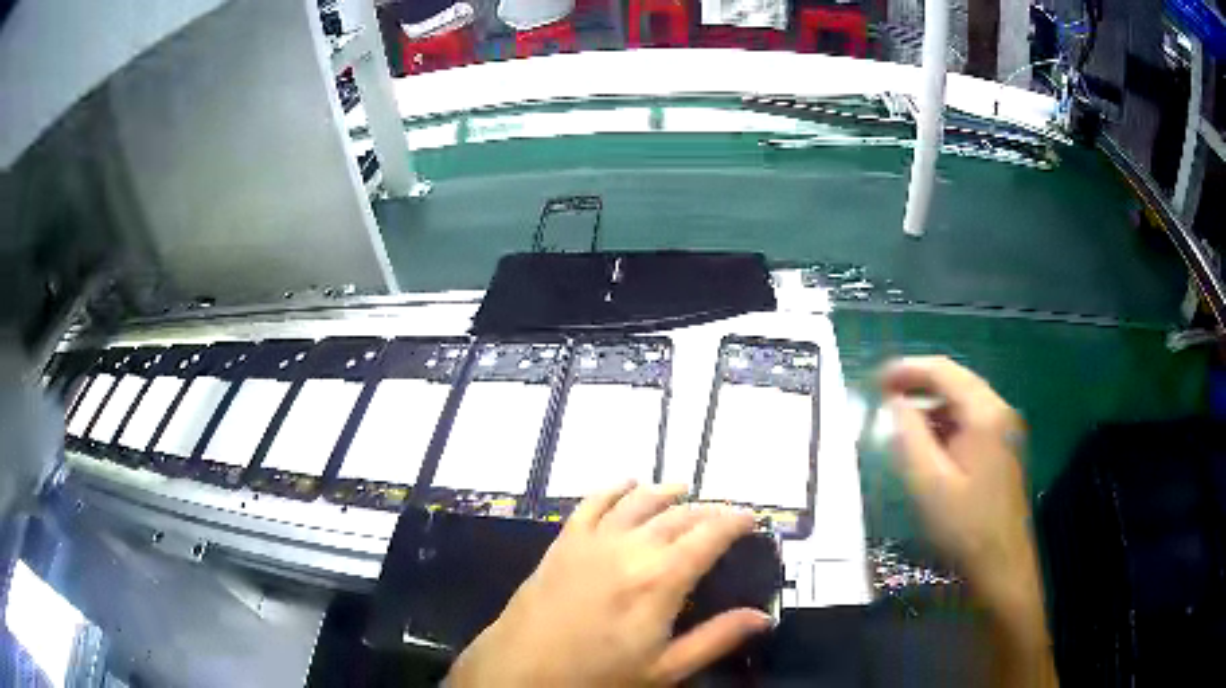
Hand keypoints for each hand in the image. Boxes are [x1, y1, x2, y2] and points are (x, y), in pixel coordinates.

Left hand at [447, 483, 770, 686]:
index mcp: (660, 580)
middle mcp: (629, 548)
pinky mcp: (564, 541)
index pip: (709, 535)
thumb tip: (763, 617)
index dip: (734, 521)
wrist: (521, 668)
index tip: (751, 518)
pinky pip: (592, 502)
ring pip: (638, 501)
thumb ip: (716, 639)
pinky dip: (614, 489)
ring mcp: (593, 540)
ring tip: (683, 491)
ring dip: (665, 492)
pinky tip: (626, 484)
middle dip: (706, 510)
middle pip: (678, 515)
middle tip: (723, 516)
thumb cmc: (597, 675)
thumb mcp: (664, 669)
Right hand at [880, 356, 1031, 595]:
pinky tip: (929, 441)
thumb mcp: (929, 483)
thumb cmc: (965, 526)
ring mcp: (1005, 429)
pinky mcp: (1004, 446)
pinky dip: (946, 422)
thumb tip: (895, 403)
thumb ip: (910, 436)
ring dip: (932, 404)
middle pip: (956, 381)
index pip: (944, 372)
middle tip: (883, 396)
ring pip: (964, 401)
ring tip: (900, 420)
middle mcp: (999, 411)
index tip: (876, 380)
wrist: (1002, 563)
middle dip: (919, 384)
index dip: (908, 369)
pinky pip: (971, 420)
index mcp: (985, 414)